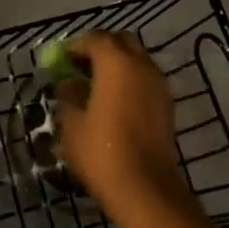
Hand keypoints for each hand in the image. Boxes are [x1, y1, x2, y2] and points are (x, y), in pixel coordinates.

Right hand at [56, 31, 195, 222]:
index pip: (94, 39)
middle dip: (101, 48)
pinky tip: (115, 102)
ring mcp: (158, 83)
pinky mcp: (167, 104)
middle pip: (120, 42)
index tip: (61, 60)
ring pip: (136, 59)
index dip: (75, 46)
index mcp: (115, 61)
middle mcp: (141, 64)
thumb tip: (69, 84)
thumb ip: (68, 96)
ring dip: (118, 64)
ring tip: (97, 87)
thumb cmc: (102, 152)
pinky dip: (130, 81)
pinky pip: (145, 79)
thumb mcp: (72, 124)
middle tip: (81, 67)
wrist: (146, 189)